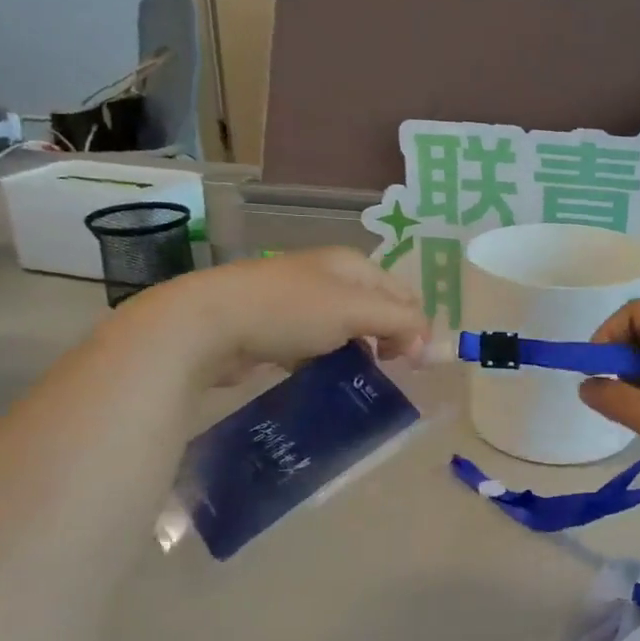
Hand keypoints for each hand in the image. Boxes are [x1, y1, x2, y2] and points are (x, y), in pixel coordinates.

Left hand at [142, 247, 428, 385]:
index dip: (415, 325)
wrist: (207, 323)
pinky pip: (316, 344)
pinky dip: (325, 359)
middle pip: (376, 309)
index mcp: (352, 264)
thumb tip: (431, 345)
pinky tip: (319, 375)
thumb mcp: (355, 311)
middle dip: (388, 338)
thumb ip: (401, 323)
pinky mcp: (275, 326)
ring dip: (357, 352)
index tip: (412, 363)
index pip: (403, 292)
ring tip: (355, 377)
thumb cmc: (289, 310)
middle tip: (386, 369)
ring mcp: (299, 300)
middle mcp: (329, 275)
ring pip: (346, 329)